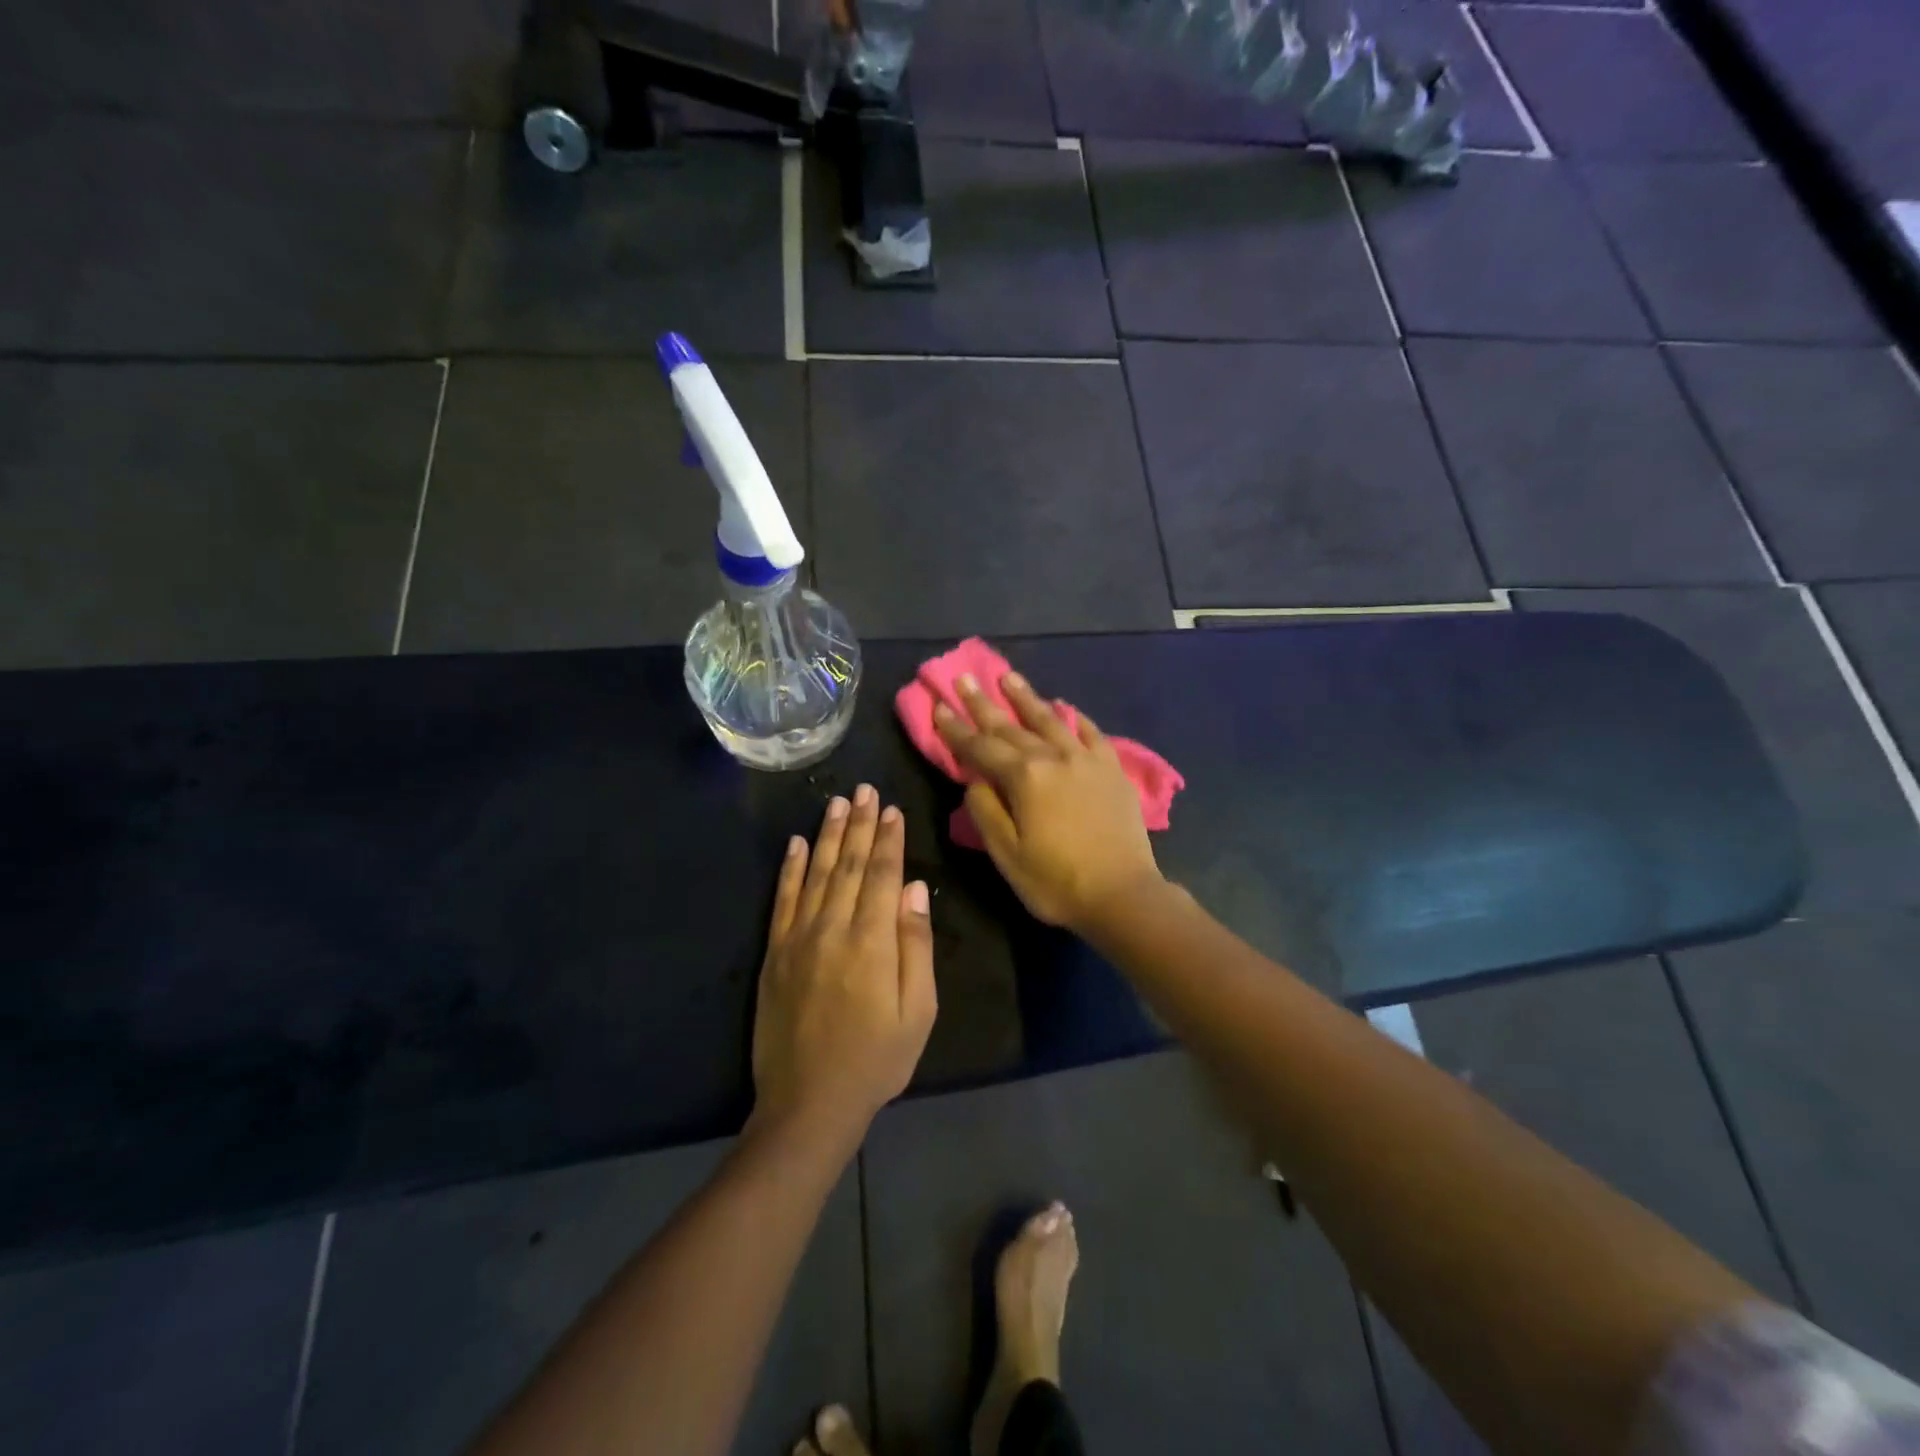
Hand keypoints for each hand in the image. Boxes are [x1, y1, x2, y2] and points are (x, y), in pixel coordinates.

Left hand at [752, 787, 937, 1149]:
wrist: (808, 1104)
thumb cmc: (876, 1060)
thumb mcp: (918, 1011)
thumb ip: (916, 945)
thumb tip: (915, 889)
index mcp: (872, 941)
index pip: (881, 875)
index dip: (888, 839)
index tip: (891, 809)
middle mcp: (833, 928)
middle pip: (849, 864)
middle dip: (859, 825)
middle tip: (864, 789)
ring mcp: (798, 938)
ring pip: (817, 873)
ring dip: (828, 835)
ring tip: (836, 802)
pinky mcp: (775, 953)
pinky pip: (783, 899)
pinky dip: (790, 869)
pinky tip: (796, 844)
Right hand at [935, 672, 1164, 932]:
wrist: (1123, 894)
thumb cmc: (1057, 881)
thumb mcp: (1007, 854)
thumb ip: (985, 811)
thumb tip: (975, 780)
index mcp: (1024, 778)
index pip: (981, 747)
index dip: (956, 729)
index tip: (939, 706)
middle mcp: (1054, 757)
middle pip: (1011, 726)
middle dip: (984, 703)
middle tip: (964, 678)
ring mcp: (1086, 760)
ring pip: (1050, 719)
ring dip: (1026, 697)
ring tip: (1008, 677)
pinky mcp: (1112, 769)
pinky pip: (1091, 733)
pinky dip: (1075, 717)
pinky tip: (1065, 706)